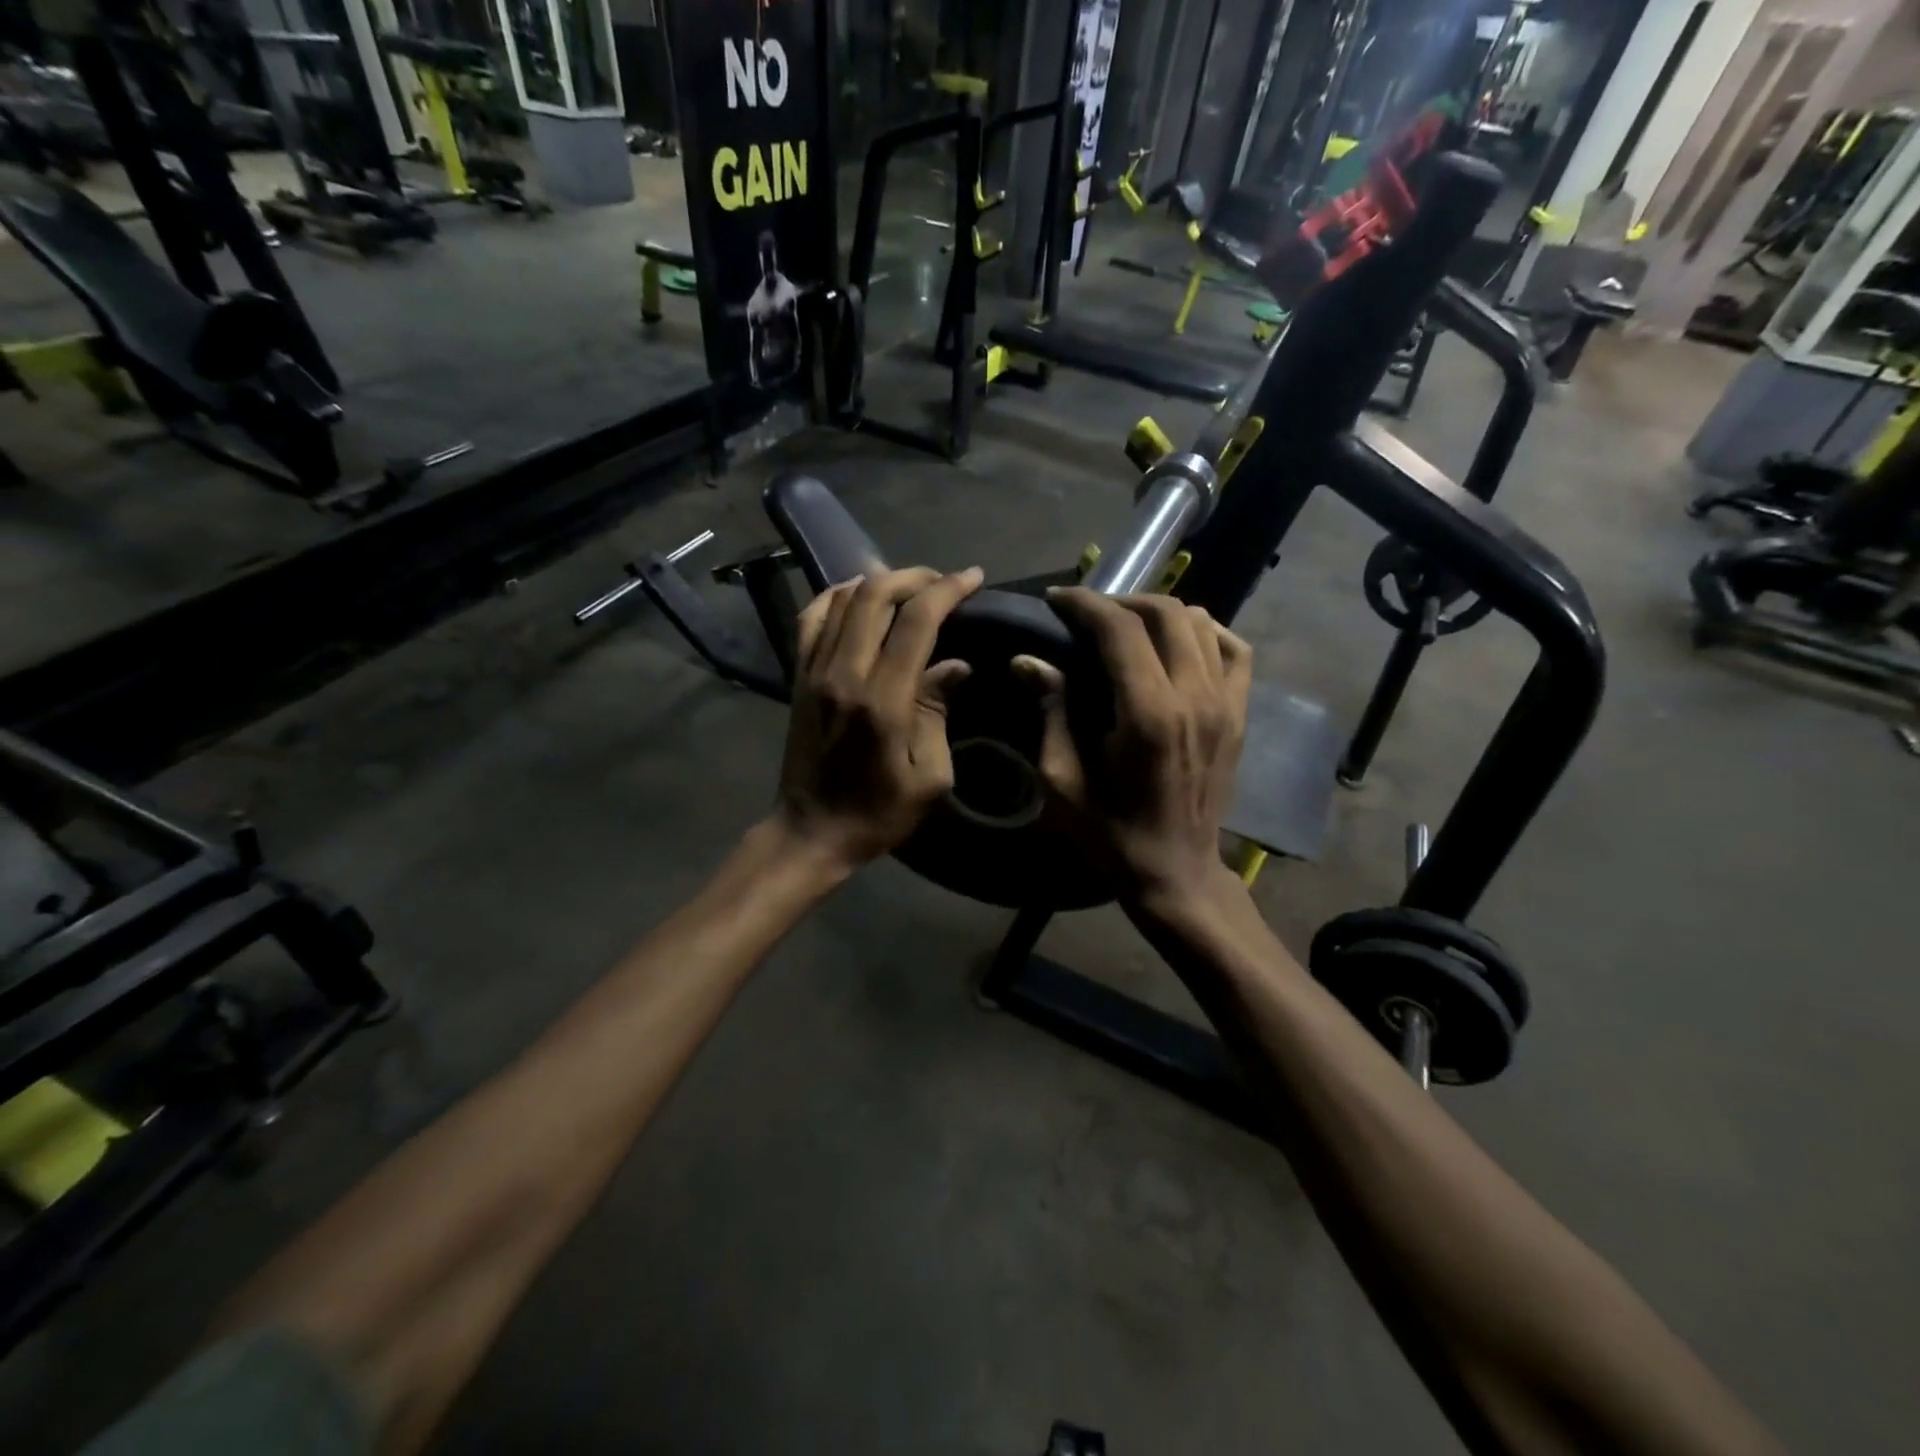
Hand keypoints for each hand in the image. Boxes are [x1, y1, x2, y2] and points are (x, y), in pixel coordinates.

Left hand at [775, 565, 983, 872]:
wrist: (811, 832)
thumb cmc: (878, 814)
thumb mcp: (928, 778)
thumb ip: (938, 713)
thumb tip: (955, 666)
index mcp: (882, 701)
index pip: (916, 621)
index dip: (948, 590)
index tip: (974, 579)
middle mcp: (843, 674)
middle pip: (877, 595)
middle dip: (917, 577)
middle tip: (945, 582)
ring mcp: (814, 671)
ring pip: (844, 598)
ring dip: (881, 581)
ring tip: (910, 587)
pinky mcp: (797, 676)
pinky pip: (811, 617)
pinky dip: (837, 594)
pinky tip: (859, 593)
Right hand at [1013, 588, 1251, 903]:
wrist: (1176, 872)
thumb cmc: (1110, 833)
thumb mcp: (1061, 780)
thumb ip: (1050, 712)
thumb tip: (1028, 660)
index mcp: (1146, 714)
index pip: (1119, 629)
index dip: (1084, 604)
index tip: (1056, 601)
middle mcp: (1193, 697)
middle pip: (1164, 612)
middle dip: (1119, 601)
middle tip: (1087, 615)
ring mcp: (1225, 703)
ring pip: (1200, 622)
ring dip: (1159, 612)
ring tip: (1126, 627)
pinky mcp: (1239, 714)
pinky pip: (1235, 649)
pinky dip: (1206, 632)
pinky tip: (1179, 643)